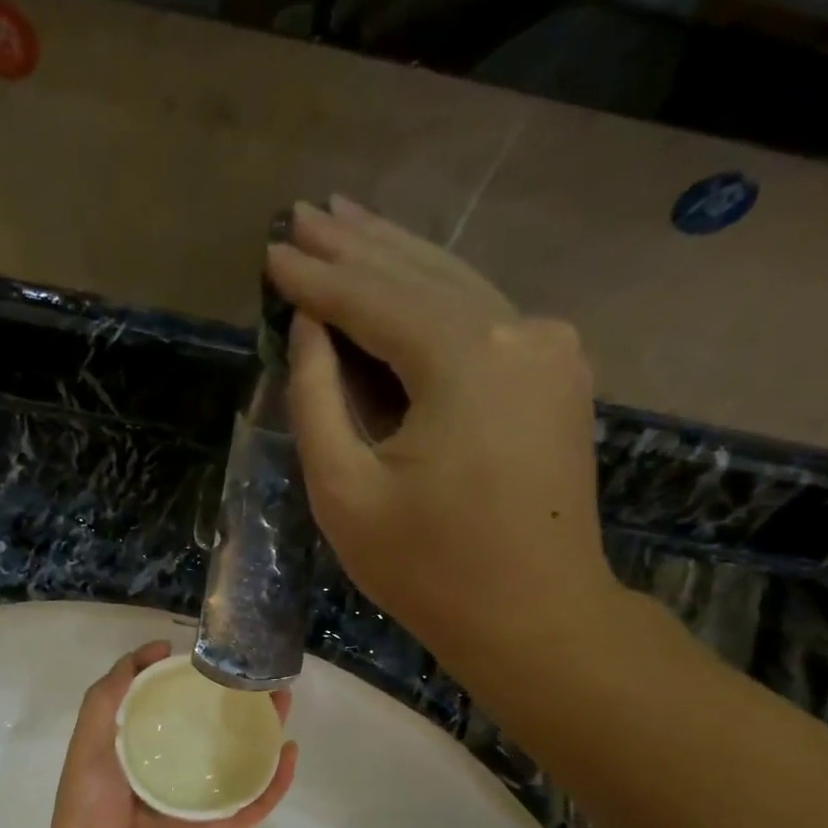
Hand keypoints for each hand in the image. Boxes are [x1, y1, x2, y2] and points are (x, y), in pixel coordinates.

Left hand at [38, 641, 296, 827]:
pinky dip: (275, 781)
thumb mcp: (86, 745)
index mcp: (132, 752)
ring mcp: (194, 800)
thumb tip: (142, 656)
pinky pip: (253, 802)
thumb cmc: (89, 812)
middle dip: (229, 699)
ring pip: (236, 759)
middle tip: (253, 674)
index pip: (159, 705)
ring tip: (280, 700)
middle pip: (205, 727)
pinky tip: (290, 752)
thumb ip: (105, 700)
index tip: (194, 651)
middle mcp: (166, 771)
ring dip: (260, 731)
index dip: (176, 676)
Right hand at [265, 197, 619, 675]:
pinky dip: (434, 295)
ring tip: (344, 220)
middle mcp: (520, 329)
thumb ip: (317, 401)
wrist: (534, 615)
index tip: (270, 252)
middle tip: (302, 212)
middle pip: (421, 272)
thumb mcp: (346, 493)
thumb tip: (309, 330)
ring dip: (397, 257)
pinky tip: (403, 275)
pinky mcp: (557, 374)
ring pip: (457, 285)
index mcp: (465, 359)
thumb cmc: (428, 569)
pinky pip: (483, 317)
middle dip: (357, 244)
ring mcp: (550, 347)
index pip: (373, 301)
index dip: (315, 279)